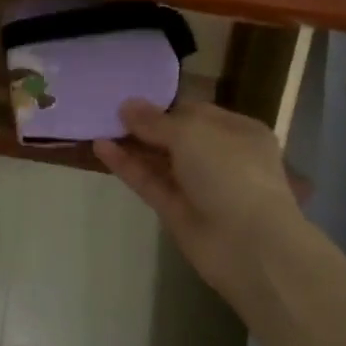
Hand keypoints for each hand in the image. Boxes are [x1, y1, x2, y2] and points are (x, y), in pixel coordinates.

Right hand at [95, 99, 307, 306]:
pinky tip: (101, 148)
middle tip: (106, 112)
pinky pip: (149, 182)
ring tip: (97, 126)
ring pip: (159, 161)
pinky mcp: (177, 211)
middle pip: (175, 137)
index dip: (163, 106)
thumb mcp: (192, 133)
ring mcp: (197, 186)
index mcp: (238, 132)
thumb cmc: (230, 172)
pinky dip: (127, 166)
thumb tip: (127, 105)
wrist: (248, 244)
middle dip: (144, 125)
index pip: (196, 113)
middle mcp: (220, 157)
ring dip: (131, 145)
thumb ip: (155, 121)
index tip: (130, 101)